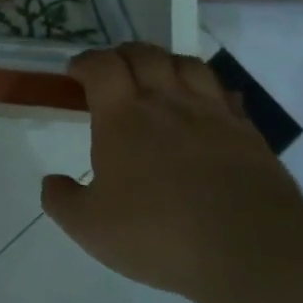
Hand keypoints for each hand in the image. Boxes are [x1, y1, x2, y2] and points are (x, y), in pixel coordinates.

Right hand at [42, 44, 302, 301]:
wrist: (251, 249)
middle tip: (114, 71)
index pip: (101, 65)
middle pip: (144, 53)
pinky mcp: (247, 132)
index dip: (86, 62)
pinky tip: (206, 109)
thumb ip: (63, 201)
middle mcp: (166, 101)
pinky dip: (209, 93)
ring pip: (187, 64)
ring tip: (158, 80)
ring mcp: (211, 113)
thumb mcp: (91, 227)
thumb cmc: (159, 233)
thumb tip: (51, 182)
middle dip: (123, 54)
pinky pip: (225, 95)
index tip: (76, 73)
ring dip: (166, 63)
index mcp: (122, 115)